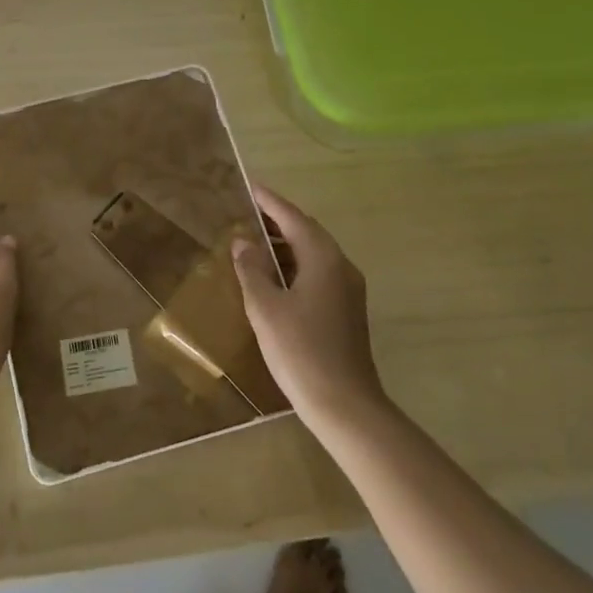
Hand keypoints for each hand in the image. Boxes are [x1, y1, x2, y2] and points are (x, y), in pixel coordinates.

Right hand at [232, 186, 385, 426]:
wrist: (345, 406)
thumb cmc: (301, 351)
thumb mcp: (265, 307)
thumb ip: (252, 270)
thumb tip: (243, 242)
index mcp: (323, 259)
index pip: (293, 218)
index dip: (270, 202)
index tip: (250, 187)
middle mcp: (341, 267)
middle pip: (307, 233)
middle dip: (278, 222)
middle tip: (247, 214)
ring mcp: (348, 290)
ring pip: (313, 255)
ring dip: (285, 246)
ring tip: (254, 244)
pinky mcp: (347, 311)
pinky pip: (318, 274)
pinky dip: (295, 267)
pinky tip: (274, 280)